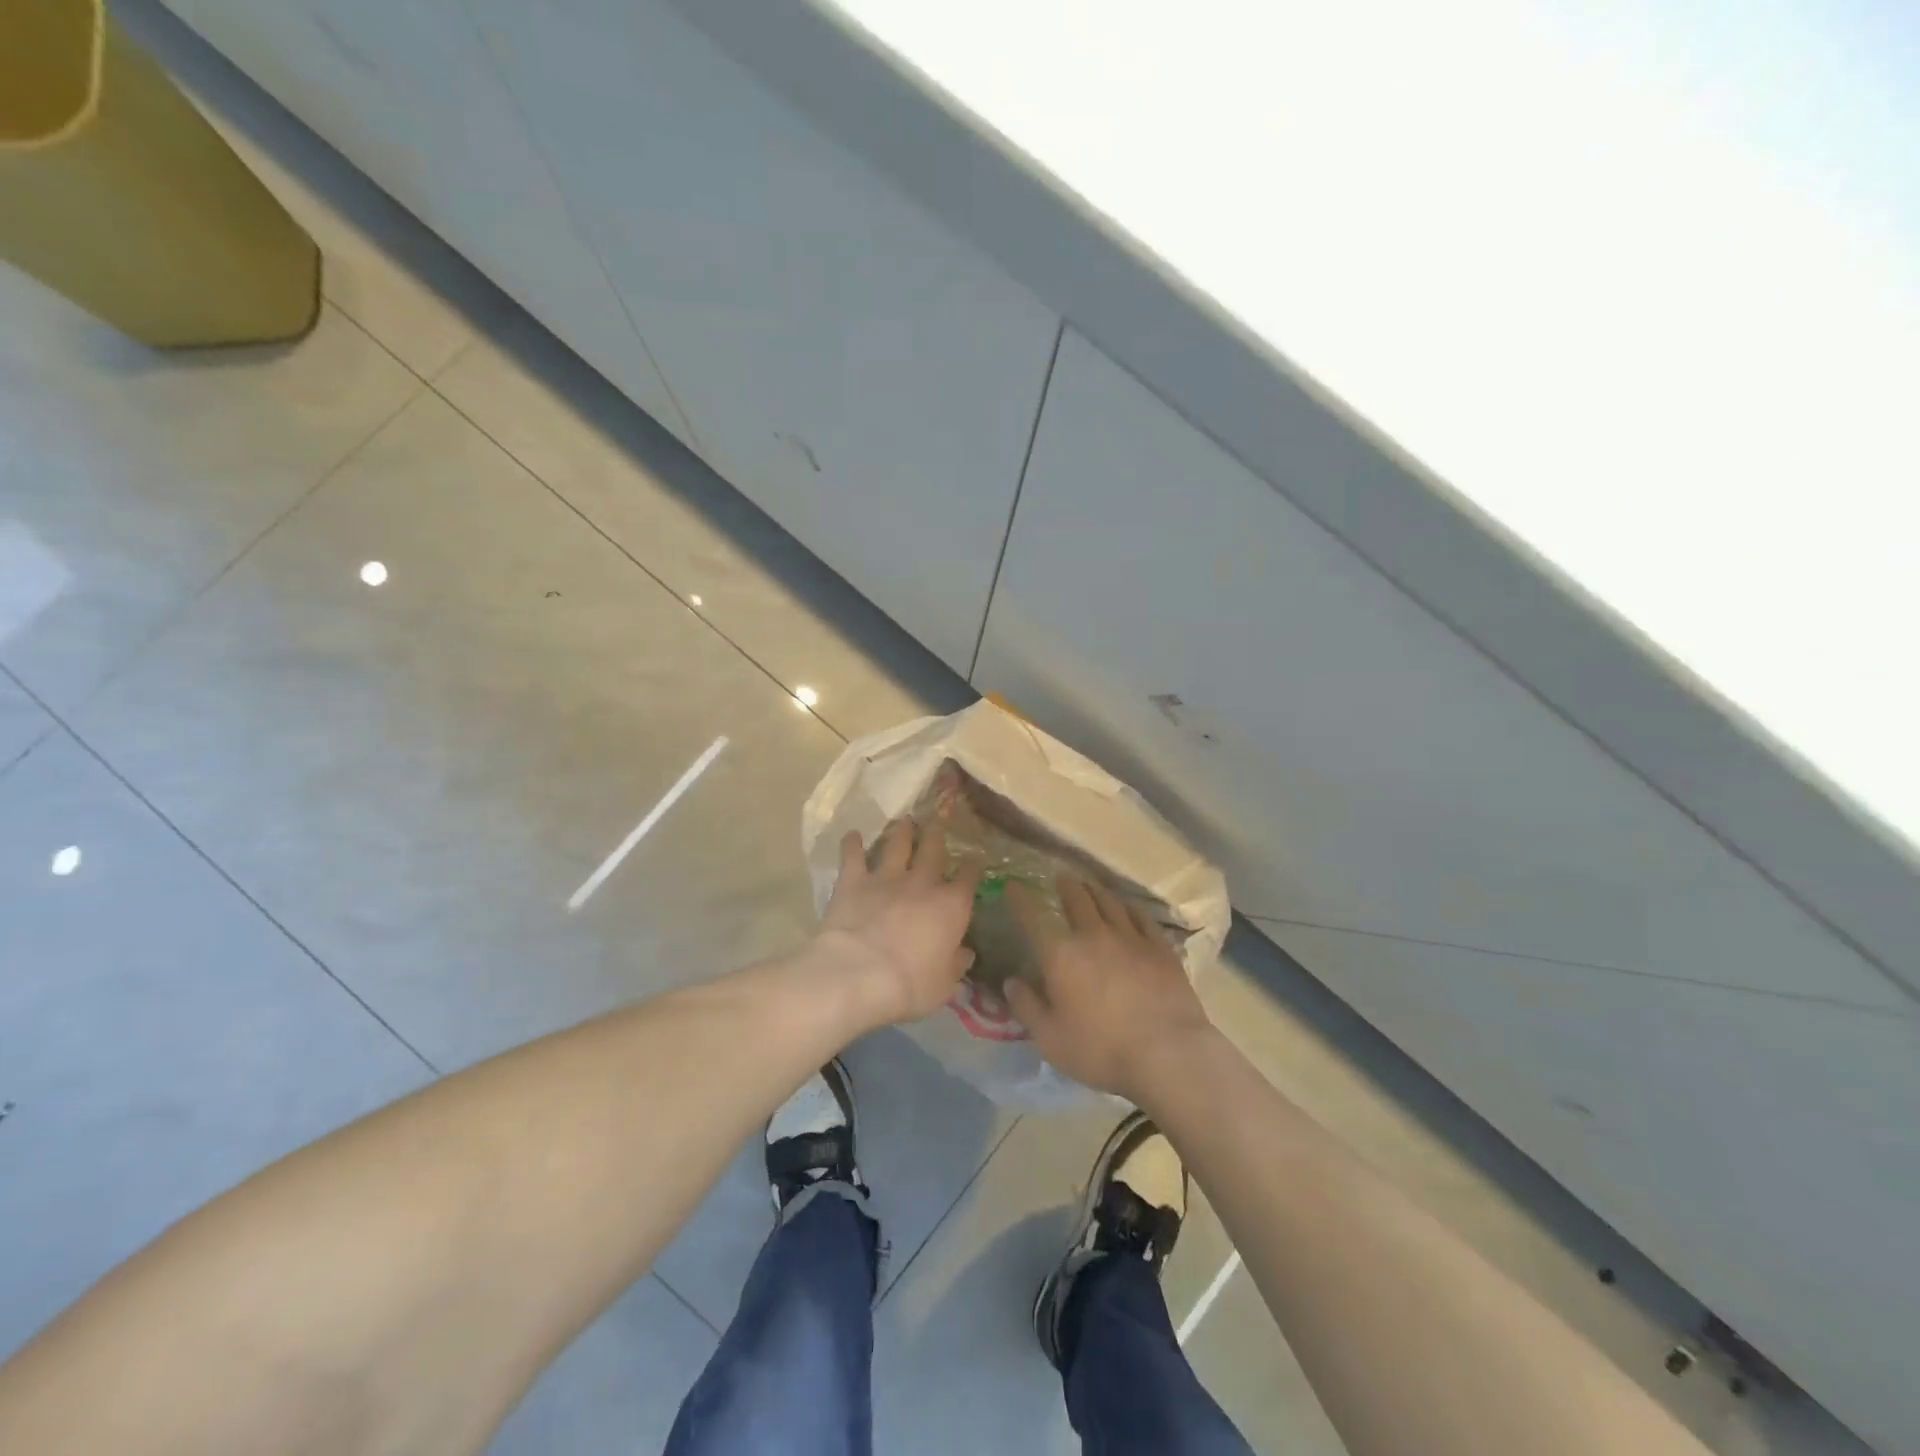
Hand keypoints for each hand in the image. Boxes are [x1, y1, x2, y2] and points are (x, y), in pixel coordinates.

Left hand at [816, 818, 979, 1026]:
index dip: (973, 868)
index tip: (974, 862)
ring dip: (902, 832)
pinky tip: (852, 834)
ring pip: (897, 845)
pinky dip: (852, 844)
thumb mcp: (944, 985)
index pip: (969, 878)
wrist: (859, 973)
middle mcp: (922, 883)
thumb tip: (965, 953)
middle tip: (937, 821)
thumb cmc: (910, 985)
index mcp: (952, 906)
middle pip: (933, 850)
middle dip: (937, 835)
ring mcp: (886, 878)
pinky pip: (853, 856)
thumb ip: (955, 965)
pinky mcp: (853, 881)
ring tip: (904, 821)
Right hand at [1005, 877, 1216, 1103]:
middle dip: (1066, 886)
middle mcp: (1093, 935)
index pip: (1033, 917)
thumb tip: (1010, 981)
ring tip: (1090, 885)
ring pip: (1109, 902)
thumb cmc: (1101, 1049)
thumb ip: (1027, 1007)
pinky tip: (1127, 907)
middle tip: (1061, 878)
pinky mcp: (1160, 948)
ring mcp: (1130, 938)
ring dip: (1096, 890)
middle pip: (1078, 899)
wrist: (1167, 1053)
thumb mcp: (1050, 1038)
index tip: (1013, 884)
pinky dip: (1129, 907)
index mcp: (1060, 954)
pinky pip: (1141, 917)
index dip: (1020, 898)